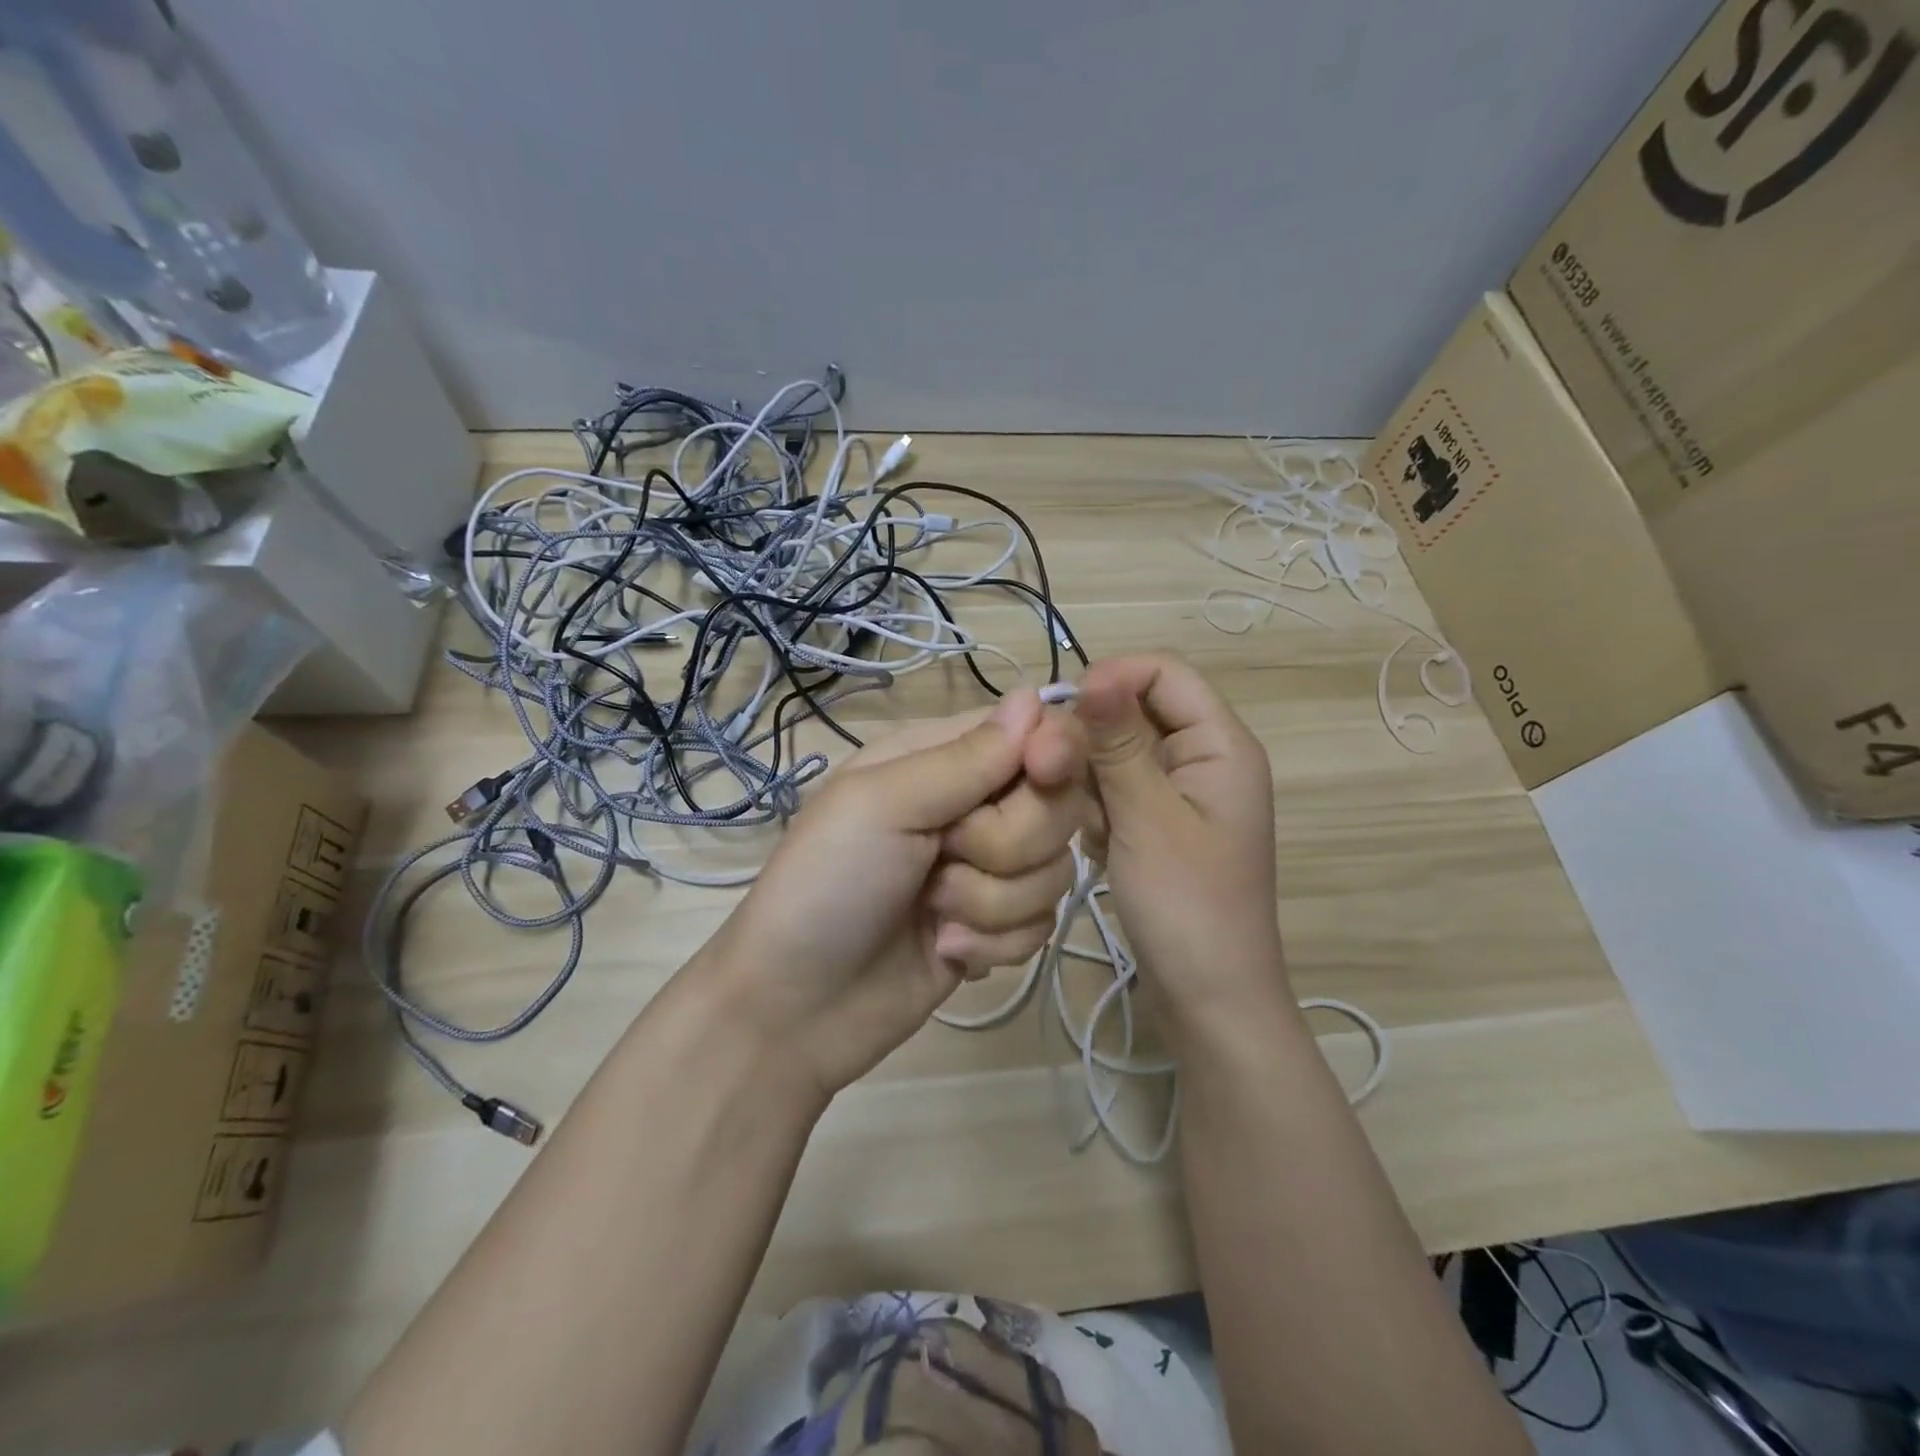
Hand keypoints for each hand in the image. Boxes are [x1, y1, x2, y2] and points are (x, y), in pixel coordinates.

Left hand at [699, 689, 1087, 1098]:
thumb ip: (964, 758)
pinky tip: (944, 949)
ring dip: (992, 901)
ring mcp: (988, 869)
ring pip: (1055, 869)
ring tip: (933, 913)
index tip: (1042, 774)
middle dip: (1008, 842)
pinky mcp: (997, 926)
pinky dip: (994, 942)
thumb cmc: (826, 885)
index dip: (1053, 750)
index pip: (1032, 731)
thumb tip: (1034, 698)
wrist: (798, 1007)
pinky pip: (1042, 923)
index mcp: (940, 758)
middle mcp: (973, 805)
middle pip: (1056, 803)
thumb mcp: (882, 805)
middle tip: (944, 858)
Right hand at [1075, 654, 1287, 1039]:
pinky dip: (1092, 807)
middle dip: (1087, 738)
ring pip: (1116, 754)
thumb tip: (1095, 674)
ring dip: (1085, 777)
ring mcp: (1178, 795)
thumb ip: (1118, 745)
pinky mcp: (1156, 826)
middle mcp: (1202, 759)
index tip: (1060, 715)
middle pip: (1134, 713)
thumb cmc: (1188, 907)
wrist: (1209, 1001)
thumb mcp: (1148, 819)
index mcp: (1220, 745)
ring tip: (1072, 820)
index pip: (1164, 672)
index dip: (1111, 679)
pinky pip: (1114, 791)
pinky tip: (1086, 841)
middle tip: (1044, 775)